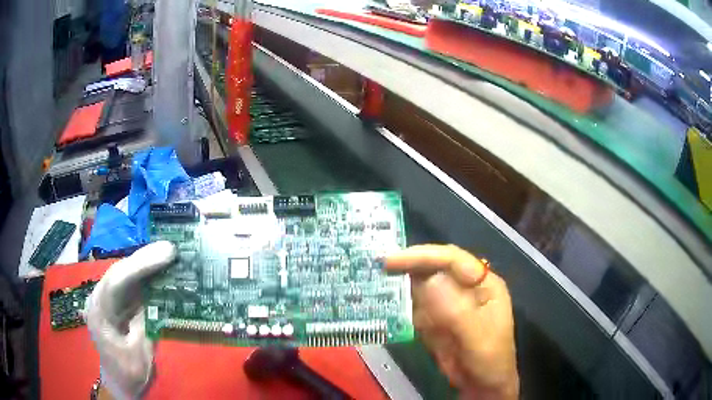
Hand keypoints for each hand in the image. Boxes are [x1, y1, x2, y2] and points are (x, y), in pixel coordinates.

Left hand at [86, 241, 175, 399]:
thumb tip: (158, 297)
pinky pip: (130, 284)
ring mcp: (107, 300)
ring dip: (145, 264)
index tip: (165, 255)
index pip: (116, 282)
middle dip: (144, 259)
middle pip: (119, 272)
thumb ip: (144, 324)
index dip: (140, 266)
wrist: (120, 383)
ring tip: (168, 255)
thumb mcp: (140, 355)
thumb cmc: (128, 374)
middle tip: (171, 250)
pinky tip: (159, 270)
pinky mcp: (117, 303)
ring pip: (124, 274)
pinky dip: (146, 276)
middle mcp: (99, 299)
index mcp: (99, 314)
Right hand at [386, 245, 518, 399]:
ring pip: (421, 285)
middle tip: (376, 265)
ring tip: (372, 278)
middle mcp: (464, 287)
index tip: (392, 260)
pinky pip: (414, 305)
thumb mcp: (477, 337)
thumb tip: (428, 280)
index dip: (423, 256)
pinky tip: (382, 301)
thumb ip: (456, 310)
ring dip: (399, 282)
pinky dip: (399, 303)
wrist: (481, 385)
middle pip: (434, 268)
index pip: (453, 260)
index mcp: (482, 283)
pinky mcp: (434, 318)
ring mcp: (448, 302)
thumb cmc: (489, 359)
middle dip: (407, 265)